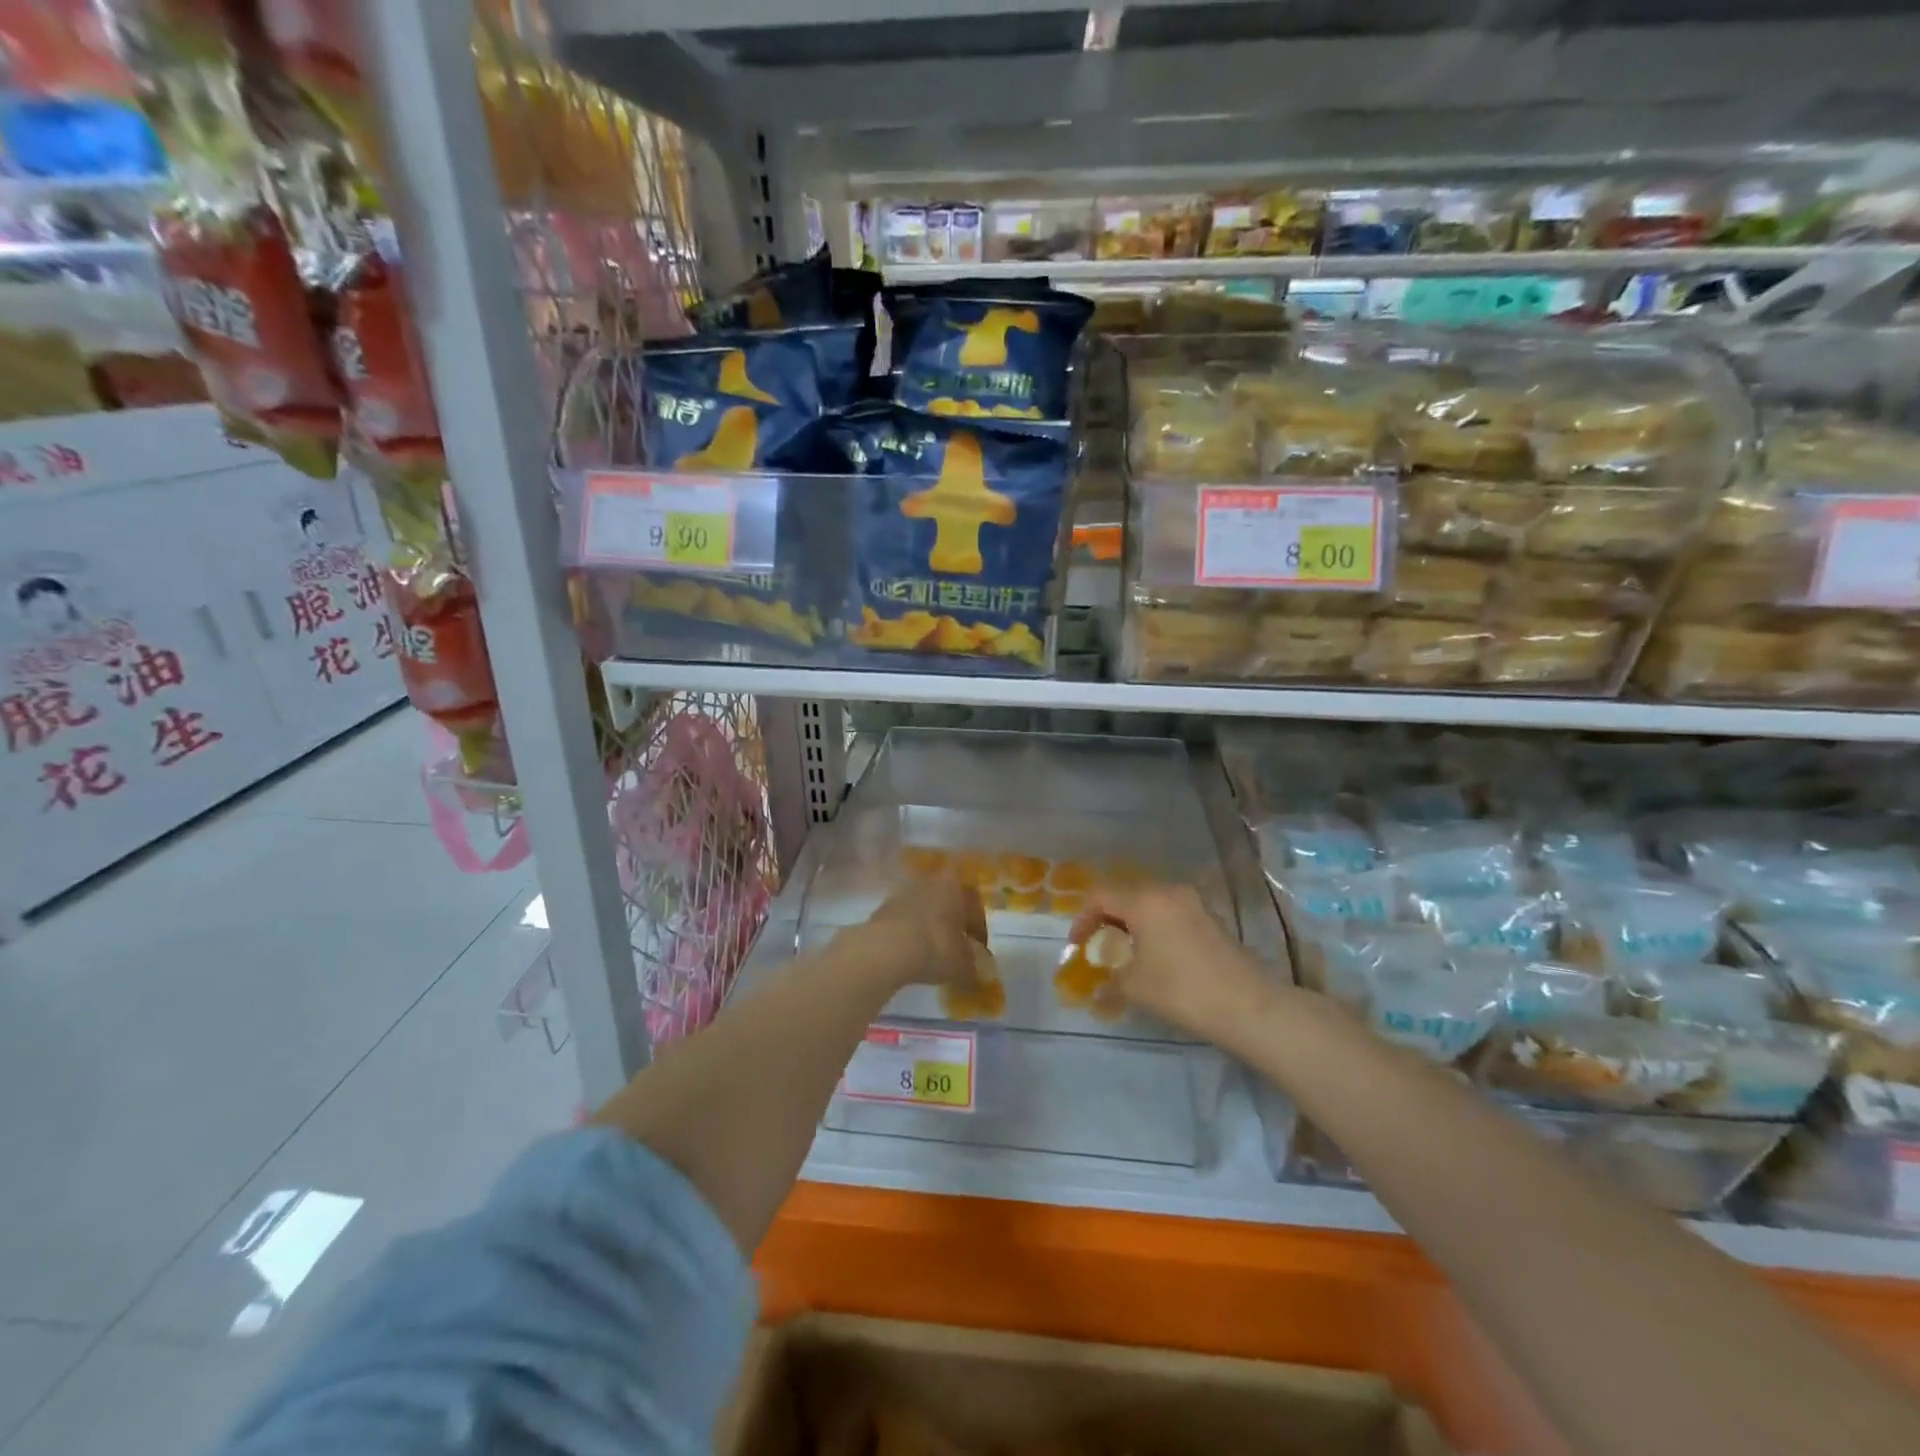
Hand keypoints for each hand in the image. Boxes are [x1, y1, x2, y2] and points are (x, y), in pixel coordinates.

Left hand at [860, 878, 991, 990]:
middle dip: (952, 923)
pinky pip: (904, 920)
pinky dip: (910, 933)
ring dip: (930, 926)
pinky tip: (910, 953)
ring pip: (925, 909)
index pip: (974, 907)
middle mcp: (930, 882)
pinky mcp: (882, 907)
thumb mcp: (963, 964)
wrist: (886, 949)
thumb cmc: (935, 947)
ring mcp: (903, 893)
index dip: (978, 930)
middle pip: (947, 903)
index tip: (978, 951)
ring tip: (931, 952)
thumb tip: (976, 970)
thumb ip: (973, 965)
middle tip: (955, 947)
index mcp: (955, 886)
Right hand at [1068, 882, 1271, 1040]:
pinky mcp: (1210, 917)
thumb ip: (1111, 976)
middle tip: (1098, 943)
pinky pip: (1170, 912)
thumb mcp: (1134, 986)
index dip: (1082, 918)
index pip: (1100, 895)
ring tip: (1125, 949)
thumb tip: (1102, 981)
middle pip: (1126, 893)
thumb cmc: (1182, 990)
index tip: (1077, 945)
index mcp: (1144, 900)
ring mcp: (1193, 902)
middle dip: (1106, 916)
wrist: (1248, 1005)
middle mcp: (1168, 891)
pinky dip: (1154, 925)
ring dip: (1132, 920)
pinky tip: (1156, 953)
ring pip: (1150, 901)